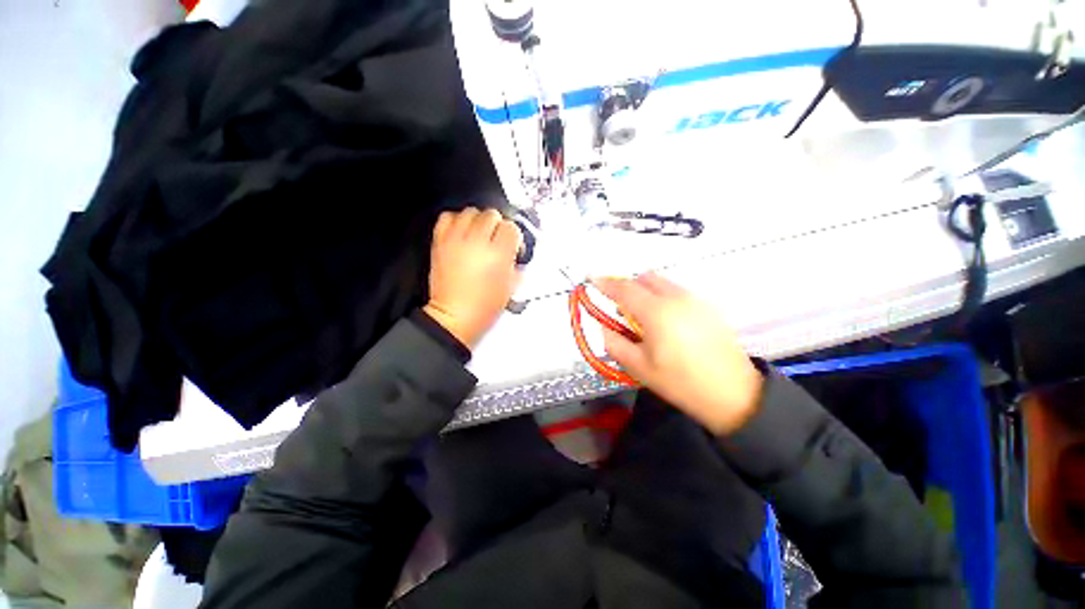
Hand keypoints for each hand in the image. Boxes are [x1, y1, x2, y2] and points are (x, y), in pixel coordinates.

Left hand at [424, 207, 521, 348]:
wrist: (453, 317)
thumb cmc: (483, 307)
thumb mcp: (510, 287)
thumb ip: (514, 264)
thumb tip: (512, 251)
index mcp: (497, 255)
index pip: (511, 228)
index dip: (514, 235)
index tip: (513, 244)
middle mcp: (476, 243)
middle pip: (491, 215)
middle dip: (498, 225)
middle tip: (497, 238)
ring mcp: (456, 240)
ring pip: (471, 211)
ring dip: (479, 220)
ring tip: (480, 233)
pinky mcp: (440, 242)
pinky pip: (447, 217)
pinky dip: (456, 220)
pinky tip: (462, 230)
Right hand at [592, 274, 763, 434]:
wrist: (733, 394)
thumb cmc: (680, 383)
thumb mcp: (639, 367)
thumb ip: (613, 342)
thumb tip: (602, 326)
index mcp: (657, 312)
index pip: (624, 289)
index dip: (605, 283)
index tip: (591, 279)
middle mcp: (677, 298)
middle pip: (644, 278)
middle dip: (627, 287)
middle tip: (621, 309)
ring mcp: (695, 300)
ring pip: (662, 283)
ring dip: (646, 291)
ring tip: (644, 318)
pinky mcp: (708, 306)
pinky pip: (677, 291)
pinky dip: (663, 297)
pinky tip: (666, 323)